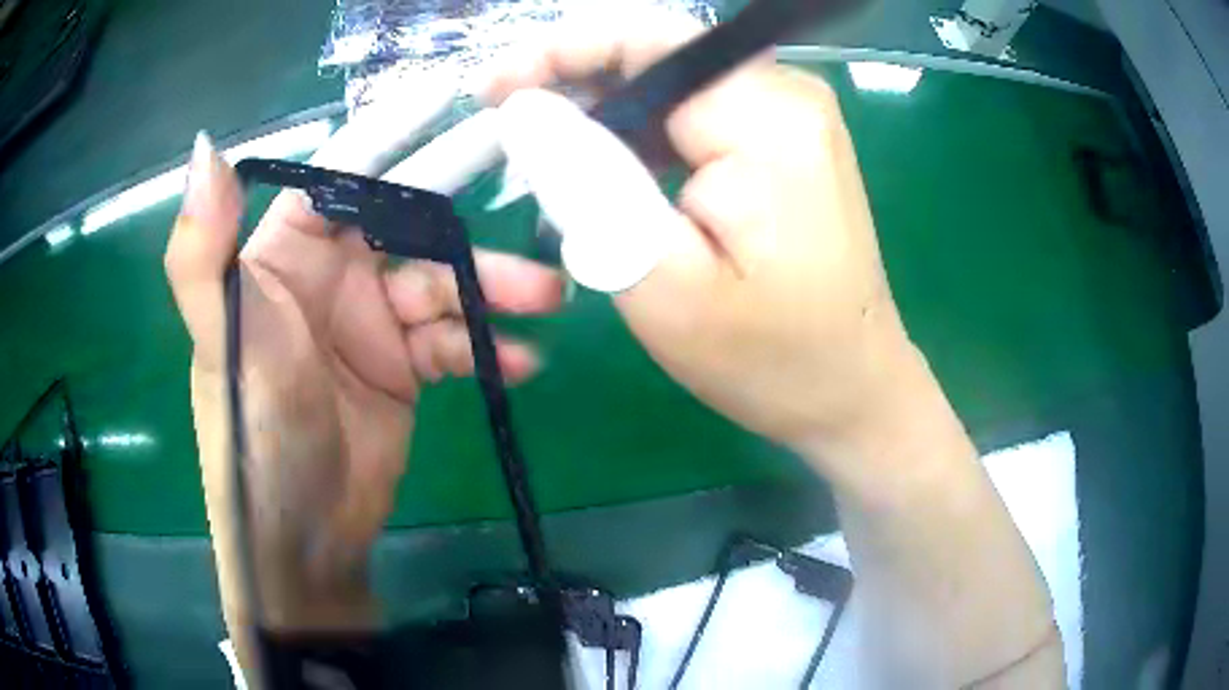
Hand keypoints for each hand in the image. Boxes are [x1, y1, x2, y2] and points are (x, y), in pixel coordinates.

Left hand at [164, 95, 561, 631]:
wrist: (301, 532)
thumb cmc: (253, 429)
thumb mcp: (221, 339)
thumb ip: (202, 249)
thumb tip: (207, 150)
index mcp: (284, 254)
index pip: (343, 175)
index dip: (393, 135)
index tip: (453, 101)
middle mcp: (330, 278)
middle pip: (406, 223)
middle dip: (461, 201)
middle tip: (531, 170)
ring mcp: (372, 325)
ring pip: (443, 285)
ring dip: (493, 288)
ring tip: (544, 296)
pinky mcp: (405, 369)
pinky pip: (455, 342)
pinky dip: (489, 347)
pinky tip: (520, 360)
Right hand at [487, 16, 919, 474]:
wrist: (851, 390)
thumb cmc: (767, 356)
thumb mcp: (658, 278)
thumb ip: (586, 179)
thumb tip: (526, 109)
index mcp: (766, 116)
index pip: (643, 39)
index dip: (557, 52)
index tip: (493, 92)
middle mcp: (788, 94)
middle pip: (658, 55)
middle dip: (574, 85)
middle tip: (509, 136)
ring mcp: (795, 117)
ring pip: (673, 85)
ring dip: (604, 114)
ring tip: (545, 159)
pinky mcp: (789, 144)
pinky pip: (698, 116)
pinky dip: (643, 137)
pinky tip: (607, 172)